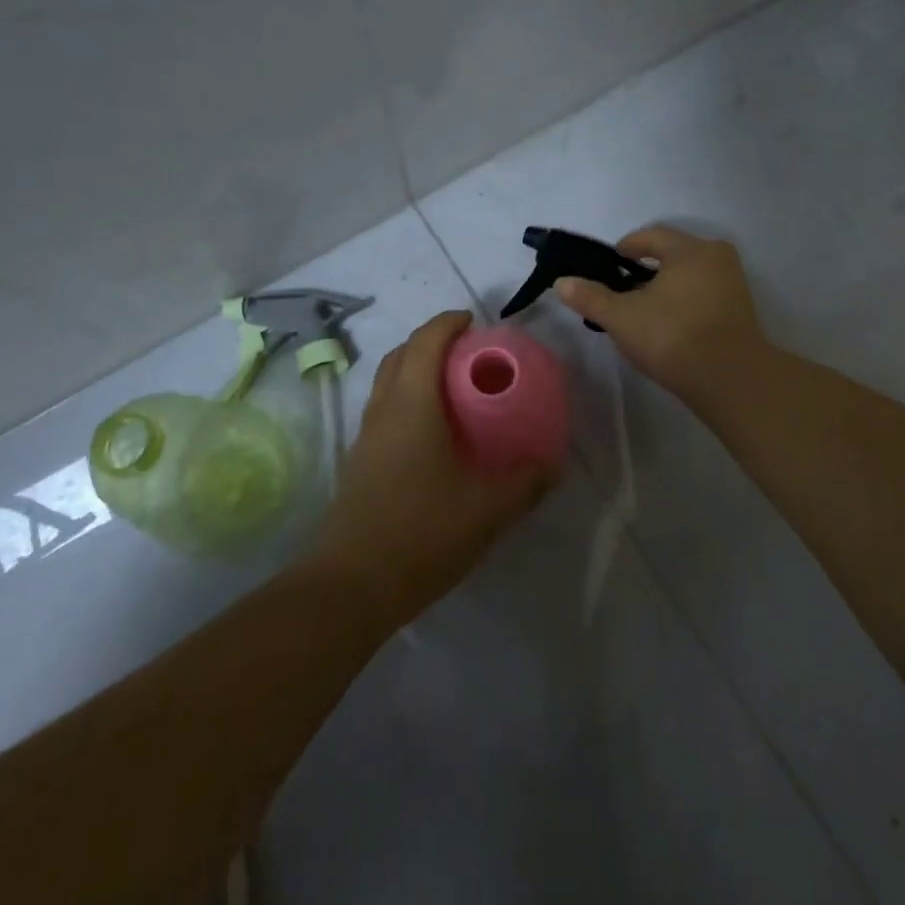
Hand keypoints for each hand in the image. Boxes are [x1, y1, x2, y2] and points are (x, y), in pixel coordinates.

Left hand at [306, 311, 555, 631]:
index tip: (473, 321)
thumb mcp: (487, 510)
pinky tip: (432, 432)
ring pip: (388, 381)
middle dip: (431, 340)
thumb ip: (525, 483)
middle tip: (467, 351)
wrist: (352, 584)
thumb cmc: (422, 533)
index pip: (426, 342)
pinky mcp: (359, 460)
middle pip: (401, 354)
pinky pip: (384, 408)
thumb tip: (552, 465)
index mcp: (412, 404)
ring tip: (452, 385)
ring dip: (415, 368)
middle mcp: (384, 408)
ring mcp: (366, 435)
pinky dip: (406, 397)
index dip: (448, 323)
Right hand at [553, 225, 774, 405]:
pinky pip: (704, 293)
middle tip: (622, 290)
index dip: (625, 248)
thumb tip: (561, 282)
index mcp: (689, 249)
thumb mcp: (622, 318)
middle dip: (645, 269)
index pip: (650, 236)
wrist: (731, 380)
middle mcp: (716, 256)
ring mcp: (733, 283)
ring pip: (689, 275)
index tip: (607, 266)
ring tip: (643, 311)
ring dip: (665, 286)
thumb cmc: (673, 337)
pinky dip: (684, 301)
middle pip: (672, 254)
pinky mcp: (741, 309)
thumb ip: (591, 297)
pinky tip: (669, 325)